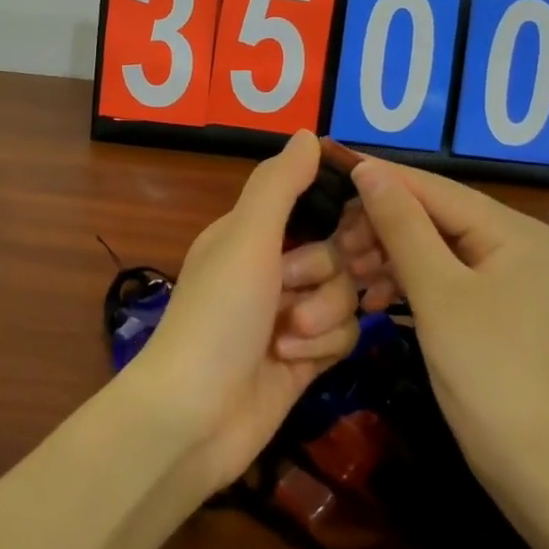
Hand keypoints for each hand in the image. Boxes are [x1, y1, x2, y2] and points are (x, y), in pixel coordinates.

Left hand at [121, 131, 362, 489]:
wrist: (195, 416)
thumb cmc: (218, 314)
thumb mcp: (246, 237)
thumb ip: (279, 184)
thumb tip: (307, 133)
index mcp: (252, 231)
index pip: (316, 204)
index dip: (342, 215)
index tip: (352, 228)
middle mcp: (272, 267)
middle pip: (339, 252)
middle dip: (325, 273)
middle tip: (295, 286)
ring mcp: (290, 314)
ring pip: (346, 295)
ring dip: (322, 314)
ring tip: (285, 335)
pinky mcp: (306, 356)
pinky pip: (344, 335)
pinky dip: (322, 345)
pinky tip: (292, 359)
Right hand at [339, 158, 548, 487]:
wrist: (536, 465)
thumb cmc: (487, 370)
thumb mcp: (436, 292)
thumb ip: (401, 225)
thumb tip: (368, 168)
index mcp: (513, 230)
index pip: (435, 189)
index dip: (382, 179)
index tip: (331, 171)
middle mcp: (514, 242)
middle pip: (434, 215)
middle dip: (383, 227)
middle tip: (338, 245)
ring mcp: (505, 276)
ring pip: (432, 246)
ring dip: (389, 256)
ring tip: (349, 272)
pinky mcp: (491, 306)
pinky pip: (440, 276)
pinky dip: (406, 282)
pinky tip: (373, 297)